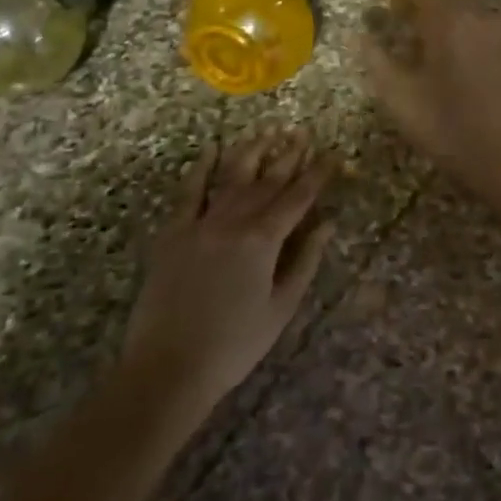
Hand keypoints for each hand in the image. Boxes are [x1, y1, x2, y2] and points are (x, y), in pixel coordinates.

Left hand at [121, 131, 333, 408]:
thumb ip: (305, 261)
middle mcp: (234, 221)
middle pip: (267, 181)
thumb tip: (327, 223)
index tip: (332, 154)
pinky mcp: (173, 233)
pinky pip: (189, 192)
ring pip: (232, 177)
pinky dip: (201, 168)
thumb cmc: (234, 345)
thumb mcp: (281, 308)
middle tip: (303, 133)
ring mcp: (200, 224)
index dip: (317, 174)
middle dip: (289, 155)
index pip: (298, 198)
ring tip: (267, 133)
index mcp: (264, 240)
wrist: (168, 368)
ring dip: (252, 152)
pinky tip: (211, 149)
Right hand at [360, 0, 500, 198]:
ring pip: (460, 10)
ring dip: (434, 14)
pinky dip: (453, 29)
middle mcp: (476, 15)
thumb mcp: (401, 99)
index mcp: (448, 19)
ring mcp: (497, 33)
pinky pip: (474, 26)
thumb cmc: (450, 128)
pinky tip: (440, 52)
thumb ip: (377, 61)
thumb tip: (360, 37)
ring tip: (410, 33)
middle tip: (389, 12)